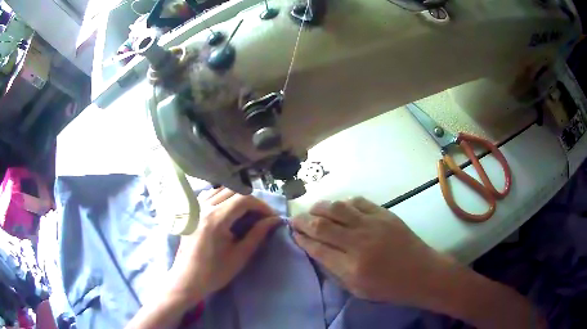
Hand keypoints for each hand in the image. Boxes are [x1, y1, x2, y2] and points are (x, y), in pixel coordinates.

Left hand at [167, 188, 278, 306]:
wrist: (188, 278)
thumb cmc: (215, 271)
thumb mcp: (240, 255)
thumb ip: (258, 234)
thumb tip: (274, 220)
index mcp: (216, 218)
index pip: (243, 199)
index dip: (261, 205)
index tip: (271, 216)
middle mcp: (204, 207)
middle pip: (233, 191)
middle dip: (251, 200)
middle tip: (261, 215)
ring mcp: (196, 207)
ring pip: (221, 190)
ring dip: (237, 197)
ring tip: (247, 212)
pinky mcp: (192, 211)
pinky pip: (209, 195)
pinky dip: (222, 197)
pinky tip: (227, 209)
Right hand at [291, 197, 453, 303]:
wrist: (422, 273)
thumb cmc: (389, 287)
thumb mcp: (357, 289)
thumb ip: (335, 269)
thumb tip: (317, 249)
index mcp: (351, 267)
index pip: (317, 248)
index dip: (302, 239)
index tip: (293, 233)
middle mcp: (359, 243)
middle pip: (322, 225)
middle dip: (304, 220)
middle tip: (296, 219)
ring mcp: (373, 225)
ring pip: (338, 208)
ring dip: (320, 207)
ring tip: (313, 210)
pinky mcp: (385, 214)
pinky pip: (359, 202)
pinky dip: (344, 203)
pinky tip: (340, 207)